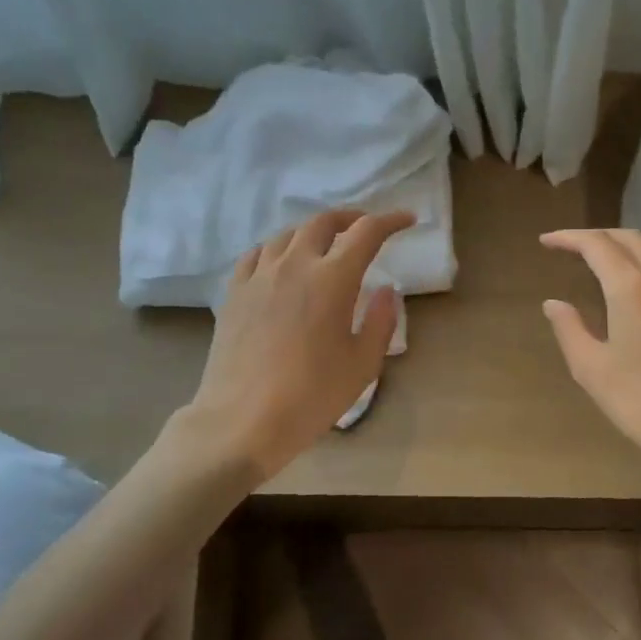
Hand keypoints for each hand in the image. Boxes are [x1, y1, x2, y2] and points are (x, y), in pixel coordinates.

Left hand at [179, 208, 413, 482]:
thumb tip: (387, 291)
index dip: (390, 220)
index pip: (366, 232)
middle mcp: (294, 265)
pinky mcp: (234, 293)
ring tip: (324, 247)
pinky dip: (277, 250)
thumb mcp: (362, 365)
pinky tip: (280, 264)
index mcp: (332, 279)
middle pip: (323, 222)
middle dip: (350, 218)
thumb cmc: (311, 396)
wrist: (242, 420)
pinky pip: (256, 255)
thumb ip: (381, 321)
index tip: (407, 220)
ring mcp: (259, 276)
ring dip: (313, 233)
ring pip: (287, 235)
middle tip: (365, 230)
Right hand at [541, 228, 640, 483]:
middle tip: (573, 248)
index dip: (569, 238)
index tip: (547, 242)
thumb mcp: (592, 369)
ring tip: (605, 266)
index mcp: (632, 288)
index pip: (596, 245)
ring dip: (627, 250)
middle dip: (599, 236)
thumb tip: (554, 304)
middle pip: (631, 239)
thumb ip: (569, 329)